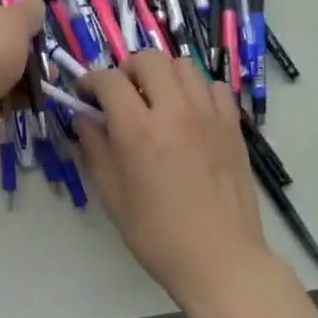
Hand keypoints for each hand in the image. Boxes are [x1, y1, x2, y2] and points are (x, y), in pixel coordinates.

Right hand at [77, 51, 276, 308]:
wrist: (220, 258)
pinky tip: (189, 113)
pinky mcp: (232, 125)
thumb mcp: (112, 196)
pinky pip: (214, 86)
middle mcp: (174, 111)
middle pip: (149, 59)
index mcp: (138, 130)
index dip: (91, 80)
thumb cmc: (157, 235)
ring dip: (162, 74)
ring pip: (183, 65)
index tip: (85, 94)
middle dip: (127, 69)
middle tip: (121, 94)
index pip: (109, 80)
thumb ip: (95, 149)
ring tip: (156, 99)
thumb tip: (84, 118)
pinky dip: (196, 90)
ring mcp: (208, 115)